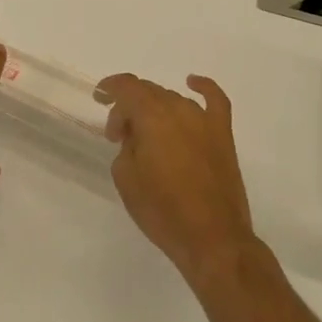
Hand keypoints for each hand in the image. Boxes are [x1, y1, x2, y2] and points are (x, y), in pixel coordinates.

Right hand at [99, 72, 257, 288]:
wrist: (212, 239)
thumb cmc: (162, 211)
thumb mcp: (126, 178)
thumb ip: (126, 146)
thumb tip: (136, 137)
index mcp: (152, 117)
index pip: (127, 87)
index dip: (109, 88)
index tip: (98, 98)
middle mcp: (178, 109)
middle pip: (148, 93)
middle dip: (129, 108)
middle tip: (119, 136)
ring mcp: (204, 120)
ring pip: (173, 99)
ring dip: (155, 109)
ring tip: (146, 135)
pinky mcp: (223, 135)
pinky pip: (215, 100)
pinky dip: (203, 87)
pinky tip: (193, 82)